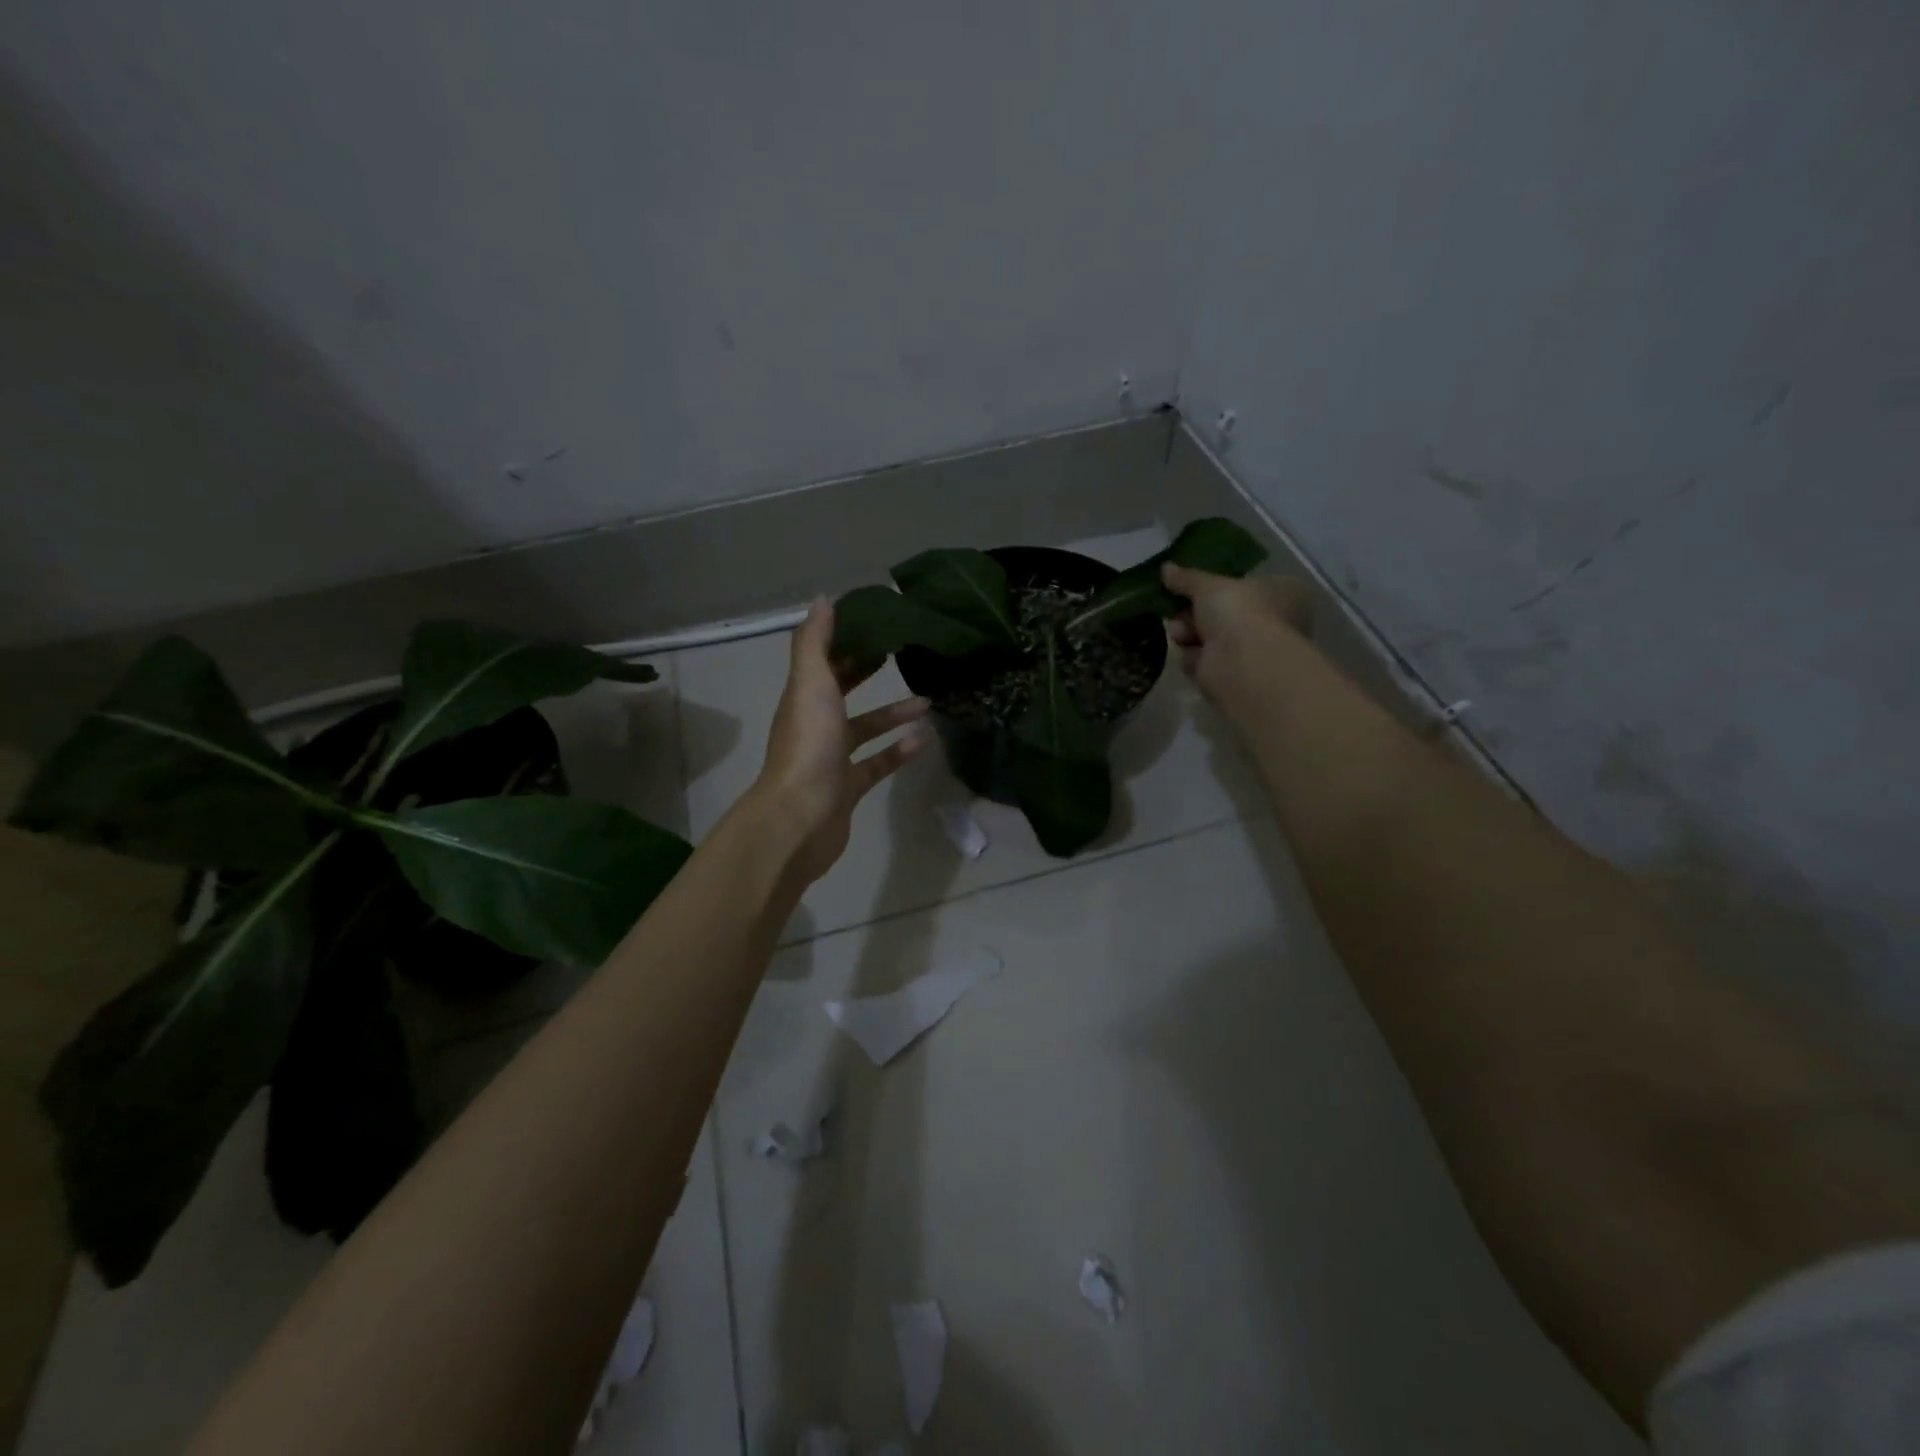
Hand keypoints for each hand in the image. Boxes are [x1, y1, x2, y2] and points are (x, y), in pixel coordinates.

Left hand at [748, 599, 930, 884]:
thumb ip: (815, 643)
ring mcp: (832, 759)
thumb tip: (822, 599)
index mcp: (803, 698)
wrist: (801, 817)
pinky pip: (878, 763)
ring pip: (865, 729)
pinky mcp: (849, 788)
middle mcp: (815, 725)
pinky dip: (899, 750)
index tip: (876, 624)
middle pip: (842, 692)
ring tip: (928, 700)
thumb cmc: (808, 744)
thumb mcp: (811, 683)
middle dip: (867, 673)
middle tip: (902, 654)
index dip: (844, 641)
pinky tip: (925, 739)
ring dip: (893, 713)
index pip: (823, 661)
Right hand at [1163, 563, 1314, 708]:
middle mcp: (1274, 623)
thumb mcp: (1208, 584)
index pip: (1248, 585)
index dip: (1217, 585)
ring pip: (1210, 637)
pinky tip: (1185, 650)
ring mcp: (1253, 652)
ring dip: (1189, 632)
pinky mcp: (1233, 676)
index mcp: (1283, 593)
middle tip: (1175, 607)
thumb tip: (1165, 568)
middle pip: (1223, 613)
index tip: (1189, 586)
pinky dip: (1192, 656)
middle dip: (1193, 611)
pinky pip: (1205, 660)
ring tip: (1178, 631)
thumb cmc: (1238, 611)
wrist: (1241, 663)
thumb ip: (1187, 578)